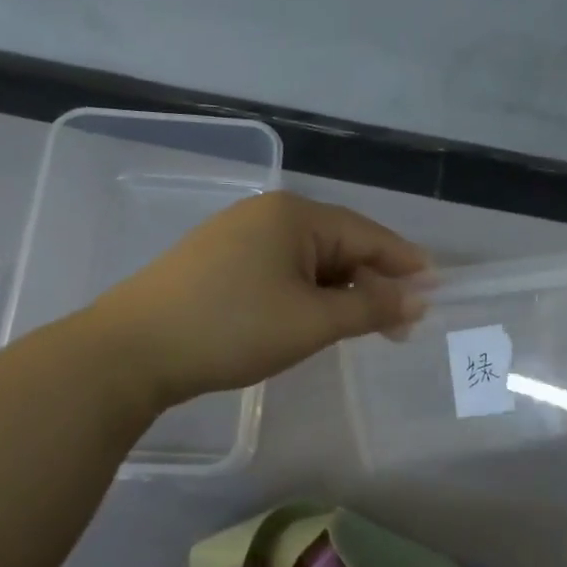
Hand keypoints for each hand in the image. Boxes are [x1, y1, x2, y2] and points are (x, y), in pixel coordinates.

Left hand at [83, 191, 427, 417]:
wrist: (130, 352)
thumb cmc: (232, 329)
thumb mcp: (312, 321)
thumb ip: (371, 308)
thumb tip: (418, 299)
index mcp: (294, 215)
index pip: (368, 235)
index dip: (405, 264)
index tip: (437, 289)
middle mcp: (268, 214)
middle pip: (340, 245)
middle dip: (373, 284)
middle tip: (401, 325)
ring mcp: (237, 236)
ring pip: (310, 262)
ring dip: (341, 293)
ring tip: (363, 328)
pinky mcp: (217, 261)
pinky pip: (281, 271)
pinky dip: (308, 295)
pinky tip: (314, 319)